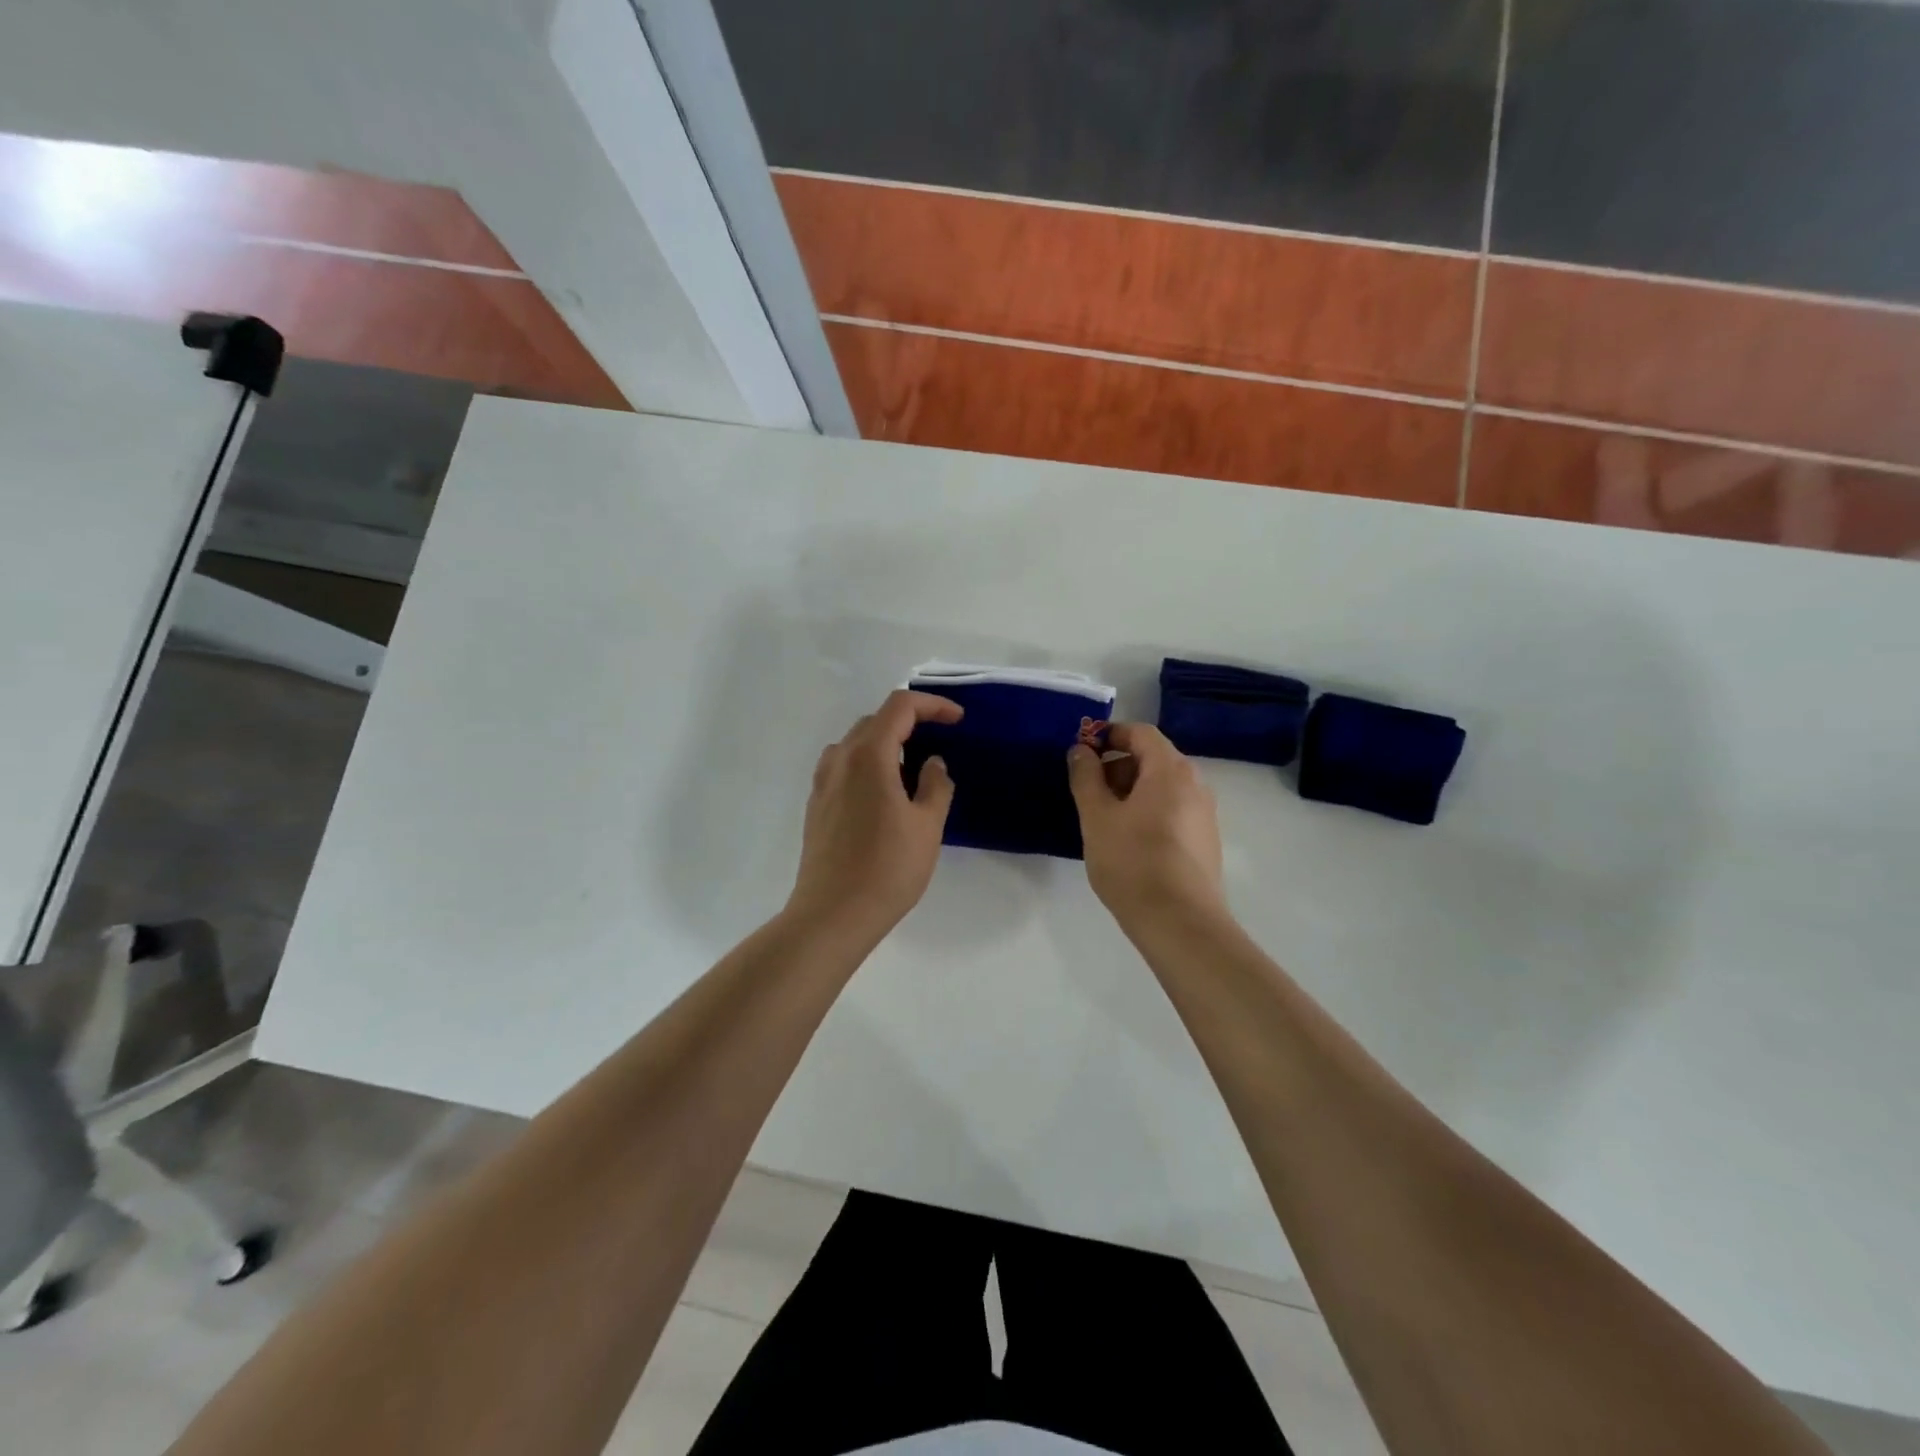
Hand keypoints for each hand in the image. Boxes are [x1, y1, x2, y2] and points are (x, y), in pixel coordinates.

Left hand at [785, 690, 960, 943]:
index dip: (932, 705)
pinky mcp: (816, 806)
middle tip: (938, 743)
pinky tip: (883, 795)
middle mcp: (839, 760)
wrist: (832, 914)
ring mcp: (822, 783)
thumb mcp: (927, 826)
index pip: (900, 707)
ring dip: (885, 744)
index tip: (957, 719)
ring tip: (910, 769)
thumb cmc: (887, 868)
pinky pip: (843, 768)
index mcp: (868, 755)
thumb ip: (935, 786)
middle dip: (909, 723)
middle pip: (875, 721)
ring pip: (855, 744)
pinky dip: (867, 765)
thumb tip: (933, 764)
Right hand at [1067, 724, 1226, 926]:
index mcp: (1170, 770)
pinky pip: (1173, 810)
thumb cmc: (1132, 862)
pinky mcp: (1205, 841)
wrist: (1180, 923)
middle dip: (1118, 766)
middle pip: (1153, 758)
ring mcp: (1205, 814)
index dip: (1109, 735)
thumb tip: (1081, 750)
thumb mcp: (1097, 816)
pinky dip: (1148, 812)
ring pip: (1163, 787)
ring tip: (1104, 820)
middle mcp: (1195, 784)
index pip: (1140, 732)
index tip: (1082, 752)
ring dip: (1131, 791)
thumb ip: (1086, 777)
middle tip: (1088, 791)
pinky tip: (1128, 842)